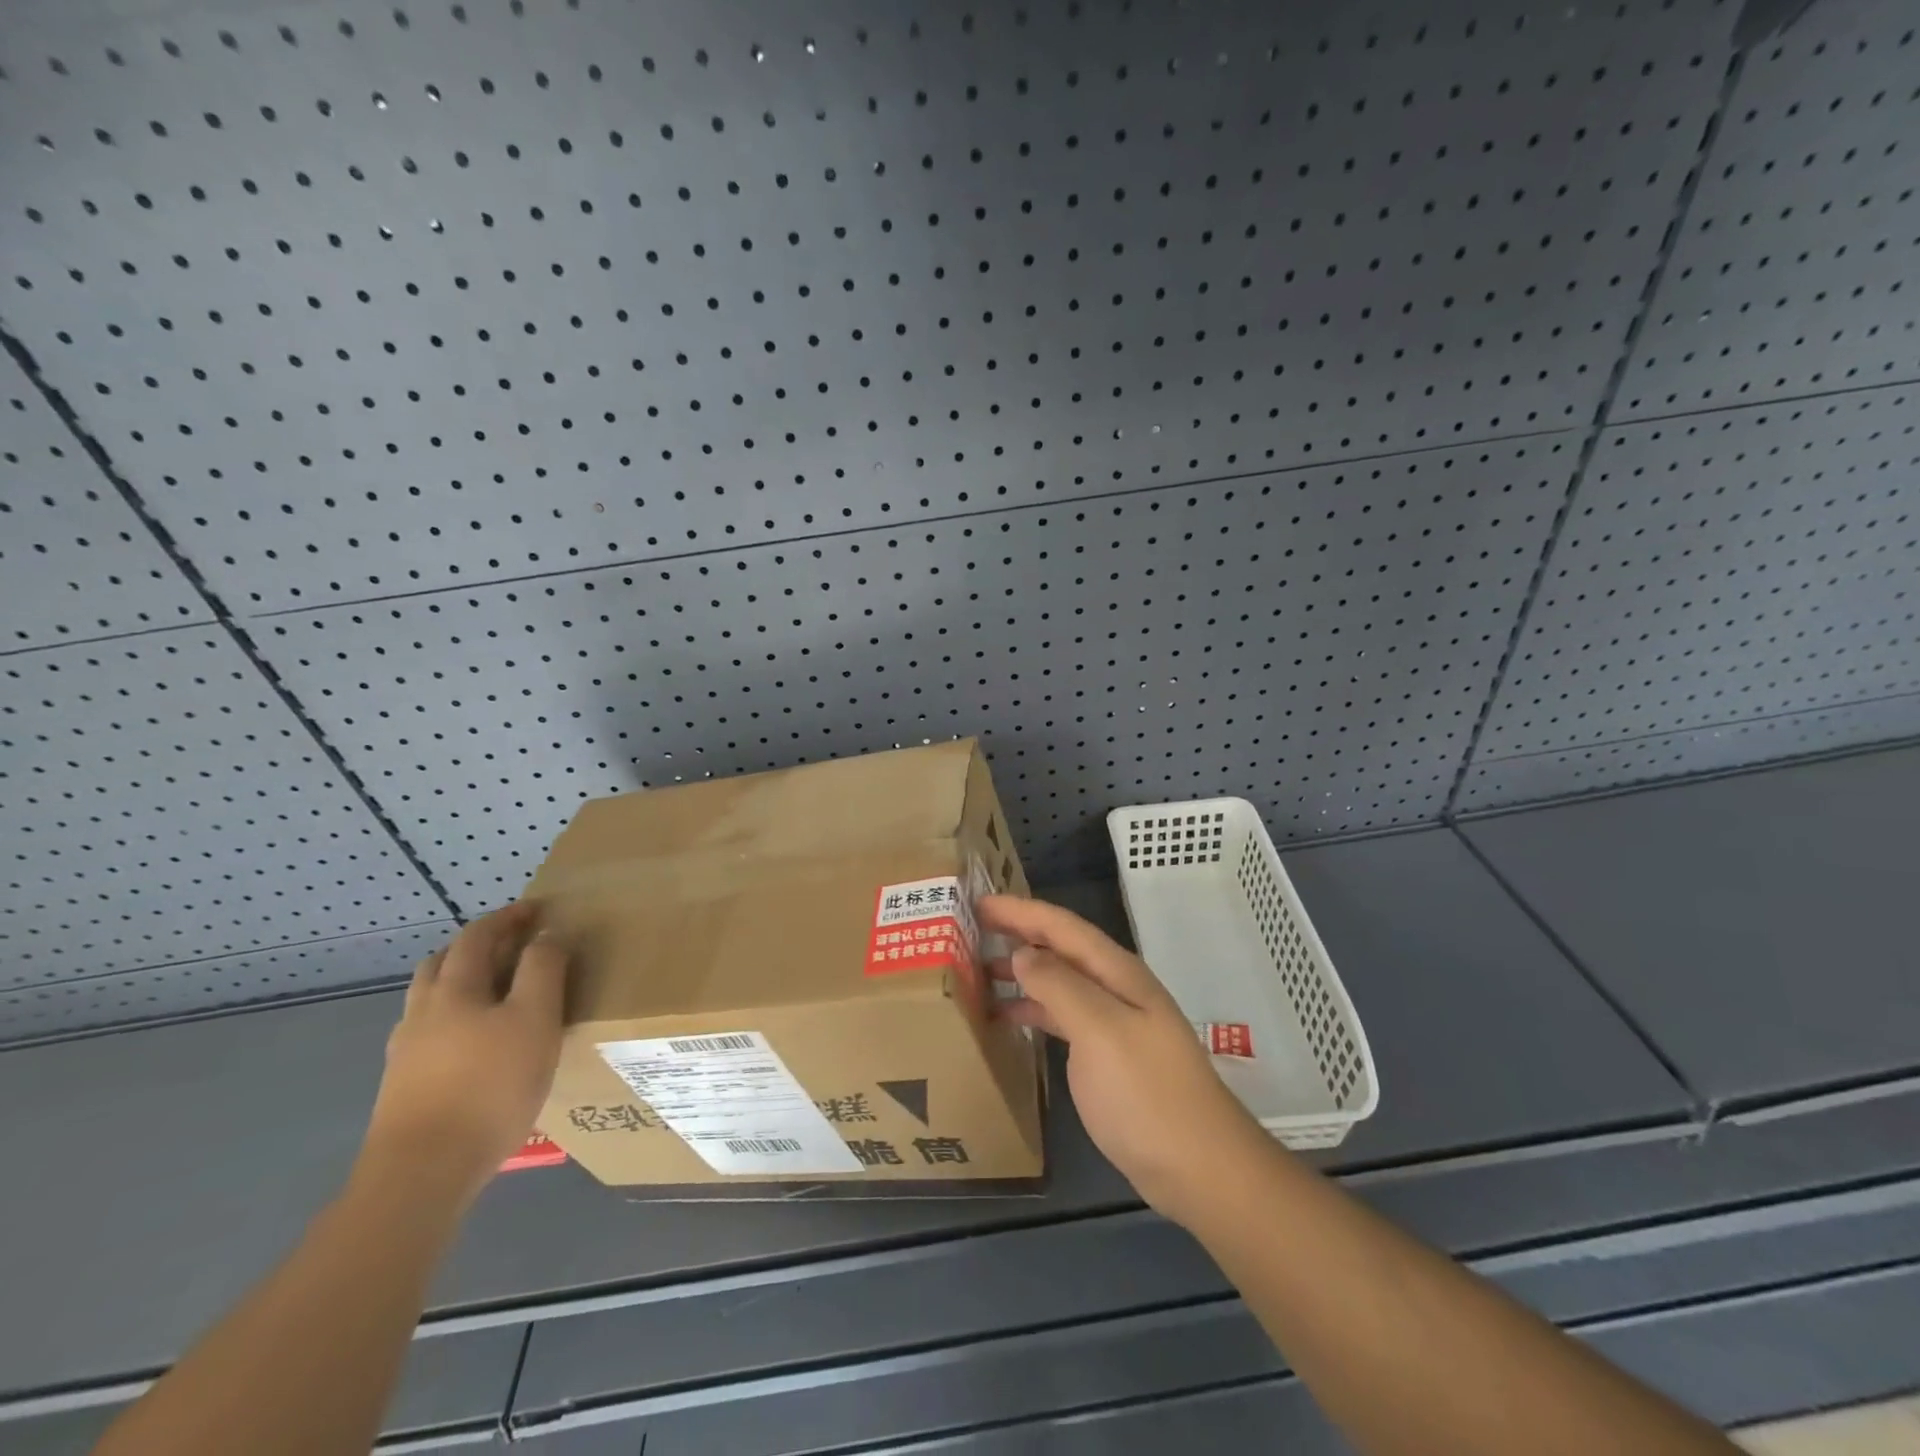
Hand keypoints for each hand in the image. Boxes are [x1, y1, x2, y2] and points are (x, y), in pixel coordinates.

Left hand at [359, 903, 567, 1204]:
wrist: (422, 1172)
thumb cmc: (490, 1085)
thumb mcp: (535, 1018)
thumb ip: (543, 969)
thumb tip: (547, 932)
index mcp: (455, 988)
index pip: (480, 935)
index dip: (510, 917)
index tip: (539, 910)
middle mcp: (423, 1010)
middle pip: (445, 961)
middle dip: (479, 944)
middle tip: (516, 944)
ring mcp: (407, 1050)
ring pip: (432, 997)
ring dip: (462, 980)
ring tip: (497, 989)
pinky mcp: (403, 1085)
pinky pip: (430, 1030)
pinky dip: (454, 1016)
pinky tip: (475, 1040)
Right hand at [981, 895, 1267, 1227]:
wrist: (1199, 1169)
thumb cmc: (1146, 1094)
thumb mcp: (1100, 1031)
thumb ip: (1060, 986)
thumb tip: (1022, 952)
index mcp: (1117, 972)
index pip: (1061, 926)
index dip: (1020, 909)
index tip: (978, 900)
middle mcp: (1115, 988)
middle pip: (1060, 948)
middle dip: (1018, 932)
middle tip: (970, 928)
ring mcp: (1113, 1023)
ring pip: (1059, 981)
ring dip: (1022, 970)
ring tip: (978, 969)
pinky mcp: (1107, 1056)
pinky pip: (1062, 1016)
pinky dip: (1033, 1008)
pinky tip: (1007, 1017)